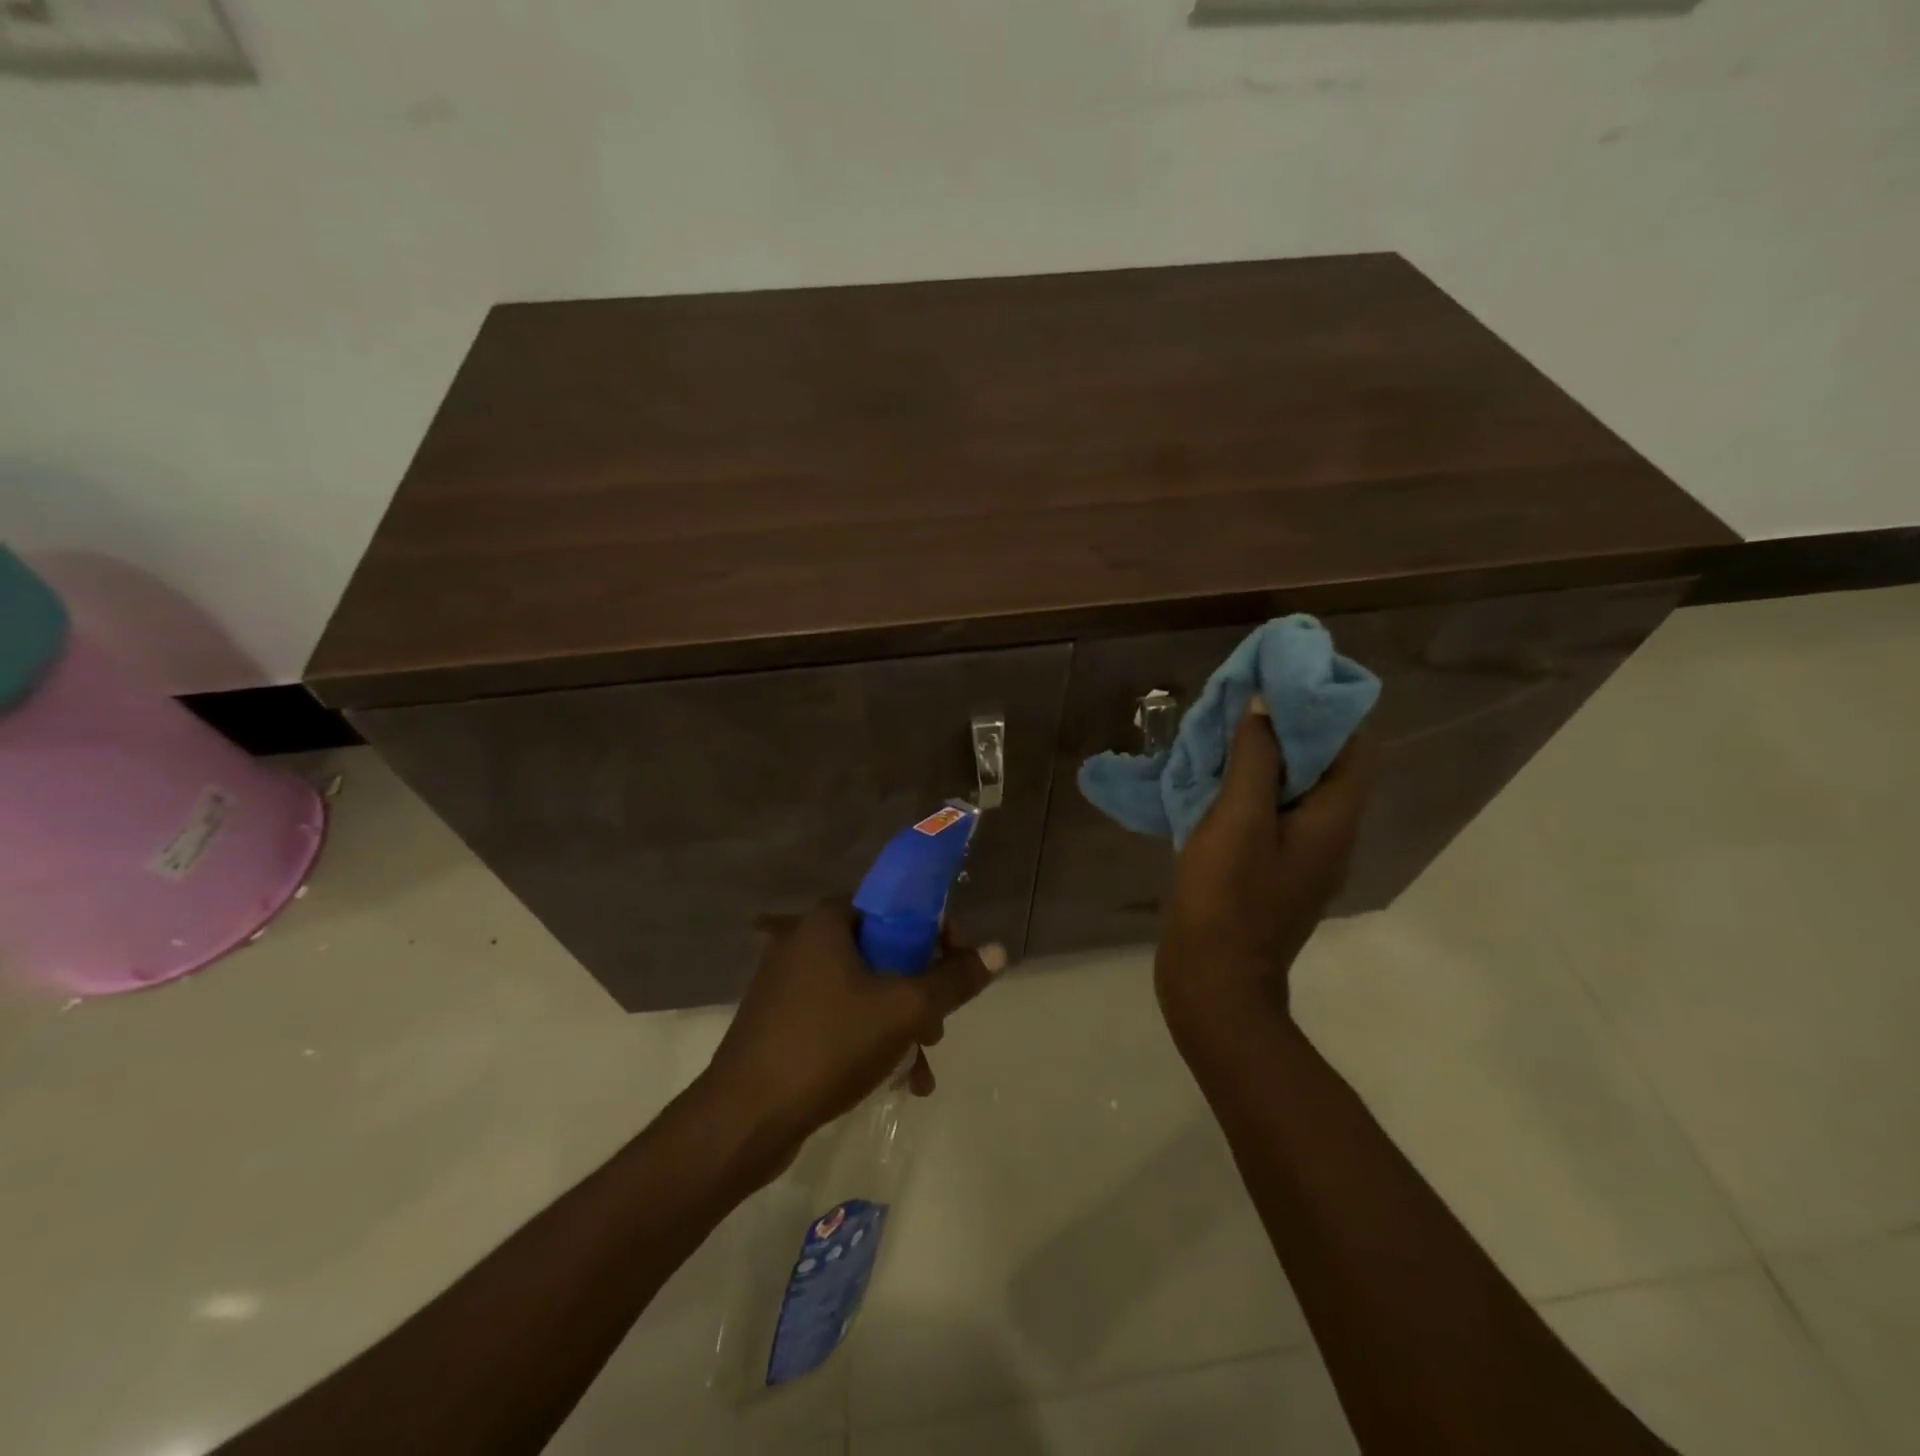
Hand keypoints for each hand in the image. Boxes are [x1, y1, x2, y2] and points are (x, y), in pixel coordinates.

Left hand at [700, 903, 1005, 1163]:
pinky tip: (898, 1081)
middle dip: (921, 988)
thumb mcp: (904, 1009)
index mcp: (827, 921)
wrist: (745, 1119)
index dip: (935, 931)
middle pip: (883, 949)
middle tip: (939, 1025)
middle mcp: (804, 941)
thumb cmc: (829, 1045)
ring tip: (923, 1063)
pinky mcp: (782, 1022)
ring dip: (901, 1021)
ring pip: (865, 989)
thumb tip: (998, 951)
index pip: (895, 905)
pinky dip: (871, 1038)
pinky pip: (841, 1016)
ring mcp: (789, 984)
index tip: (958, 965)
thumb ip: (954, 979)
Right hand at [1156, 697, 1374, 1043]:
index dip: (1328, 706)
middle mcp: (1330, 834)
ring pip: (1294, 788)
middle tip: (1246, 699)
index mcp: (1334, 819)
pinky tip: (1213, 780)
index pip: (1355, 745)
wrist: (1212, 981)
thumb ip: (1255, 759)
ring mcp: (1301, 856)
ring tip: (1225, 731)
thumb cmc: (1226, 898)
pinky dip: (1250, 787)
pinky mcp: (1271, 870)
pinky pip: (1271, 813)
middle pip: (1325, 764)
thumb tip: (1266, 705)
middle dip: (1290, 725)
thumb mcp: (1237, 819)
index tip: (1287, 678)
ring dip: (1266, 755)